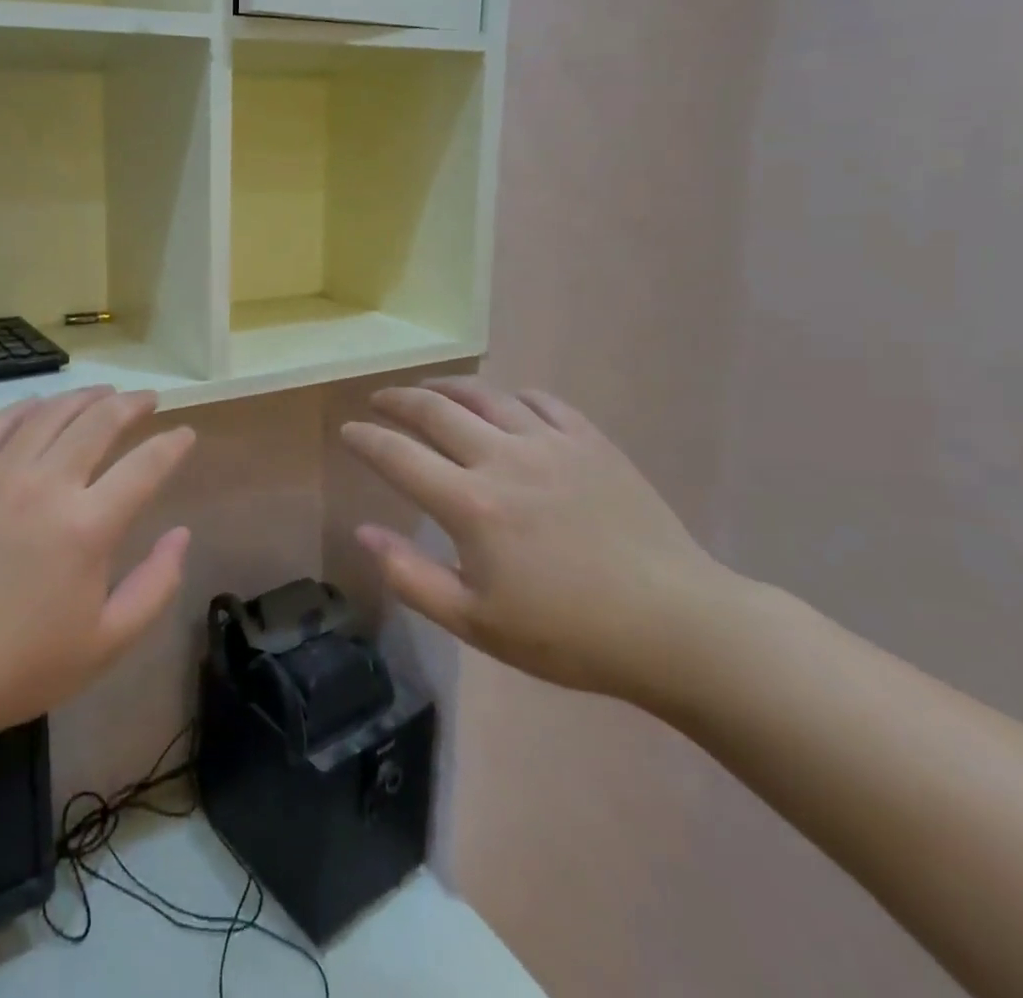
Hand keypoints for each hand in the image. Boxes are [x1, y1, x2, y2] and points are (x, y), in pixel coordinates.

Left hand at [0, 388, 194, 790]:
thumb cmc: (21, 665)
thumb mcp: (107, 643)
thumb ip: (156, 584)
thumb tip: (182, 534)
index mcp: (88, 527)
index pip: (145, 465)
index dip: (172, 444)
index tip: (186, 434)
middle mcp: (46, 485)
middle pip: (99, 422)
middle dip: (132, 404)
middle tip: (148, 398)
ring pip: (50, 414)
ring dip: (84, 397)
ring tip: (104, 393)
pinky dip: (25, 408)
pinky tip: (39, 406)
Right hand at [341, 378, 737, 705]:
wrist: (675, 625)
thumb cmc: (568, 635)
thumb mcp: (477, 623)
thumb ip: (411, 576)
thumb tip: (363, 532)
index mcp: (470, 504)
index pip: (397, 455)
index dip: (365, 439)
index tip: (348, 430)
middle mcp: (503, 458)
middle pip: (434, 410)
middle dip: (397, 400)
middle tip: (379, 400)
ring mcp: (550, 443)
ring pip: (484, 394)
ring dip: (446, 388)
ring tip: (429, 391)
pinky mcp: (590, 440)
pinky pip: (539, 400)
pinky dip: (509, 396)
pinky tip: (503, 404)